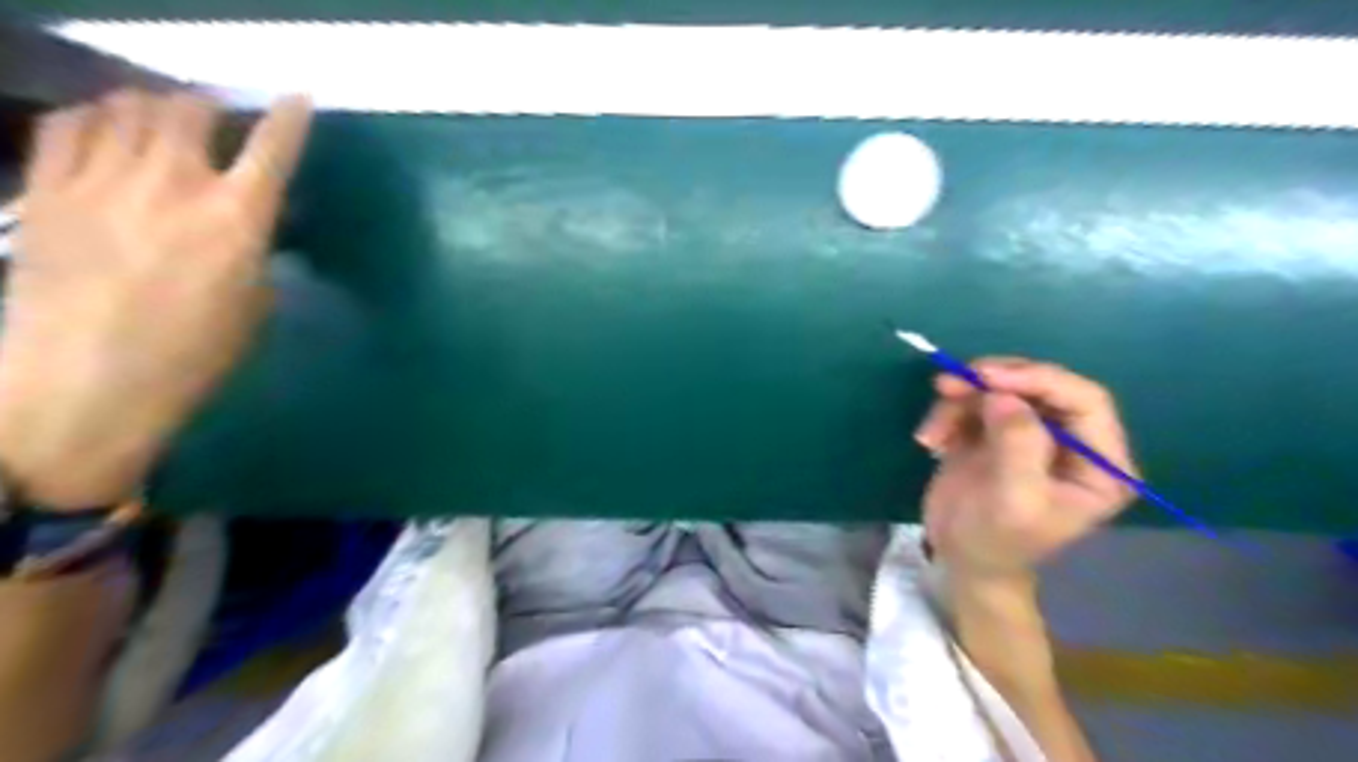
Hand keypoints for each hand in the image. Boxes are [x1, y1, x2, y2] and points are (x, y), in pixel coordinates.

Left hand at [0, 86, 311, 504]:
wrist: (88, 384)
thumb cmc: (195, 355)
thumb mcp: (254, 304)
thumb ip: (253, 251)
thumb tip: (245, 227)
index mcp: (238, 218)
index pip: (273, 148)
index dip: (289, 117)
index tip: (298, 97)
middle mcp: (173, 184)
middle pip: (189, 110)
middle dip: (207, 106)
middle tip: (213, 120)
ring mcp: (102, 181)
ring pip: (126, 107)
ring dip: (151, 107)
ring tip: (158, 122)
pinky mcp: (45, 191)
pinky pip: (68, 127)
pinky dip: (92, 117)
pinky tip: (101, 130)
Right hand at [912, 356, 1136, 583]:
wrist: (960, 560)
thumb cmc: (996, 541)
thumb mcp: (1013, 501)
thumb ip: (1017, 446)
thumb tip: (1002, 395)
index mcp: (1099, 463)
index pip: (1085, 400)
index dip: (1039, 380)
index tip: (988, 377)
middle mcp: (1071, 440)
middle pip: (1039, 386)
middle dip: (992, 383)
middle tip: (947, 385)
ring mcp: (1031, 432)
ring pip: (999, 389)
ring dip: (959, 400)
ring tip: (932, 431)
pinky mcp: (994, 430)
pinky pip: (972, 401)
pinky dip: (947, 413)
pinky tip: (932, 440)